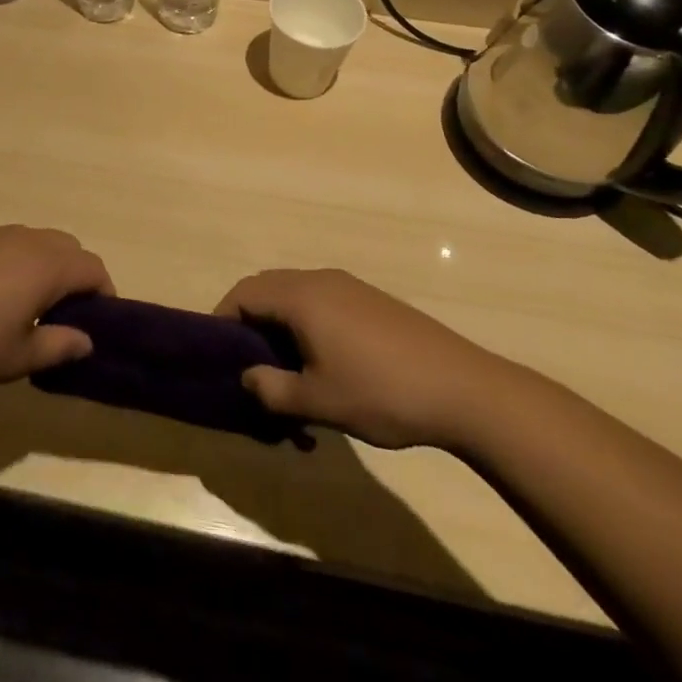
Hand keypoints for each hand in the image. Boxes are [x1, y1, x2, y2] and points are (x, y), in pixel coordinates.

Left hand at [0, 226, 113, 396]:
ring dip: (41, 267)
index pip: (92, 267)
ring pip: (32, 241)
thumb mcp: (14, 359)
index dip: (103, 293)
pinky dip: (9, 262)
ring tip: (22, 308)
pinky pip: (0, 243)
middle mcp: (22, 239)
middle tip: (61, 317)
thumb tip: (87, 339)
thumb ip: (57, 346)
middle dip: (74, 276)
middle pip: (66, 246)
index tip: (96, 323)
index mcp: (44, 266)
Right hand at [215, 269, 510, 449]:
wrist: (464, 388)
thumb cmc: (382, 392)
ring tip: (285, 372)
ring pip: (295, 296)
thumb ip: (272, 389)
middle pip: (266, 288)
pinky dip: (306, 324)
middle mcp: (319, 280)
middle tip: (247, 364)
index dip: (222, 319)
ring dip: (279, 325)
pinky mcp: (370, 300)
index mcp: (300, 296)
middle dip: (249, 322)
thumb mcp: (319, 401)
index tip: (217, 354)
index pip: (244, 293)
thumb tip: (246, 377)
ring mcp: (348, 287)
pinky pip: (321, 302)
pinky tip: (322, 365)